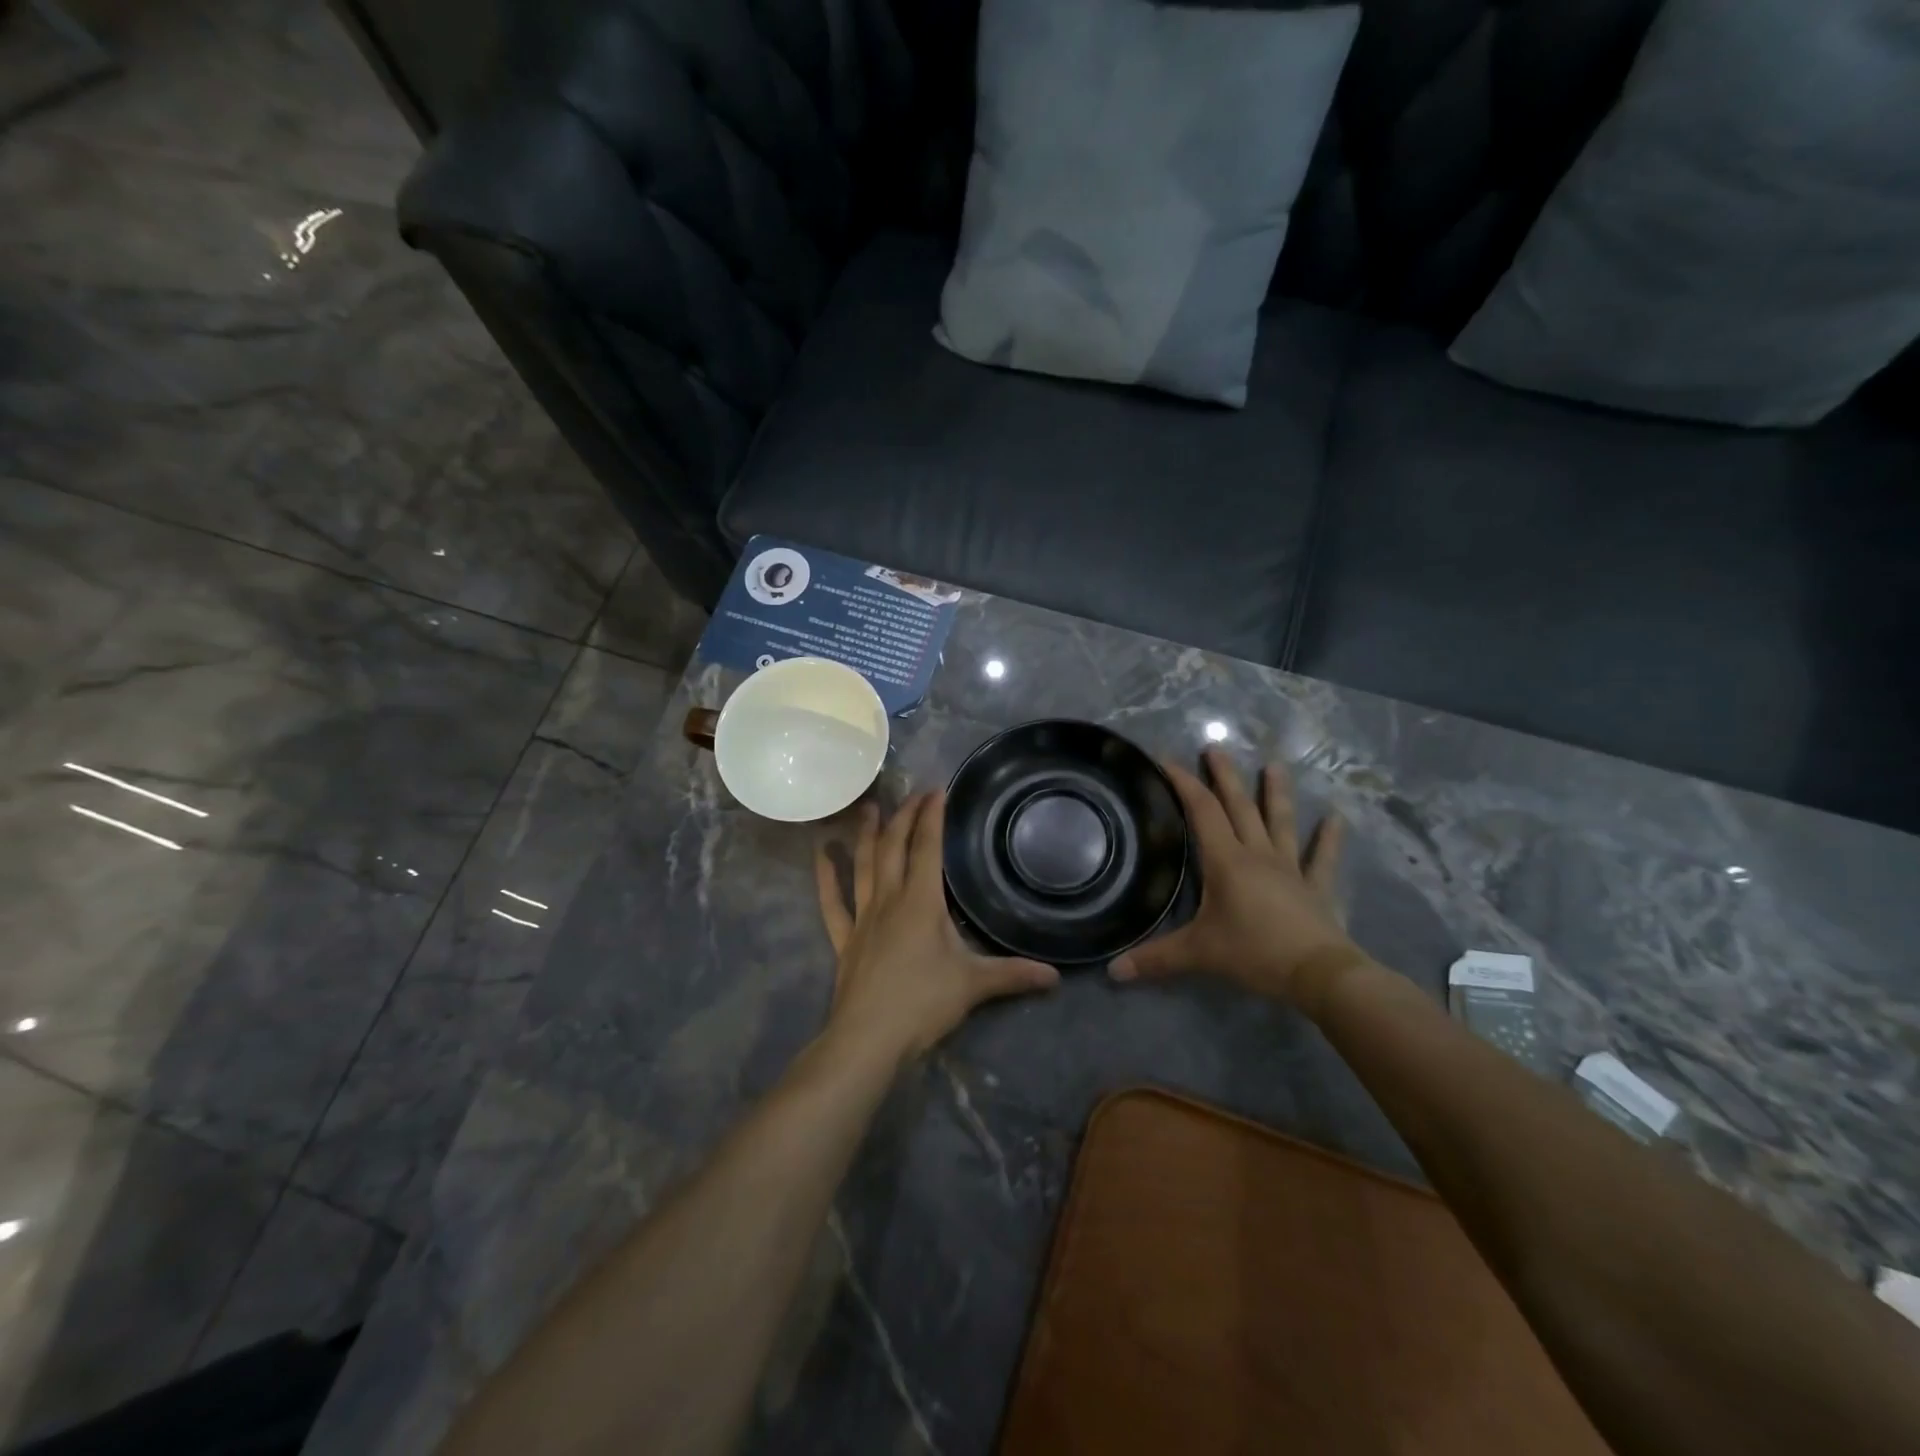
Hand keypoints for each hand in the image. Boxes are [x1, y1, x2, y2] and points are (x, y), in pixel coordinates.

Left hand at [816, 792, 1058, 1062]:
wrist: (868, 1039)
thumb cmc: (922, 1004)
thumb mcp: (974, 985)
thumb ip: (1013, 975)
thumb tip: (1055, 976)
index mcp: (921, 902)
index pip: (928, 848)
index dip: (932, 817)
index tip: (937, 790)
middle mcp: (889, 900)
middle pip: (894, 848)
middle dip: (904, 817)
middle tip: (912, 794)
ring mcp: (862, 918)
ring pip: (863, 865)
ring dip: (867, 835)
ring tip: (868, 808)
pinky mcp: (844, 939)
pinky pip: (832, 902)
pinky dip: (826, 877)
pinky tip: (821, 854)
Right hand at [1111, 751, 1363, 1012]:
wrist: (1318, 973)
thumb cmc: (1254, 953)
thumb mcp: (1198, 954)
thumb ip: (1155, 959)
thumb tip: (1112, 972)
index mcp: (1226, 861)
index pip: (1202, 812)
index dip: (1183, 783)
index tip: (1166, 760)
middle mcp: (1258, 855)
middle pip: (1239, 807)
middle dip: (1225, 776)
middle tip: (1215, 748)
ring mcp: (1290, 869)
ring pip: (1281, 822)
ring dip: (1276, 793)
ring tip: (1275, 765)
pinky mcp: (1316, 888)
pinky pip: (1322, 859)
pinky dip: (1329, 839)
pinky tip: (1337, 818)